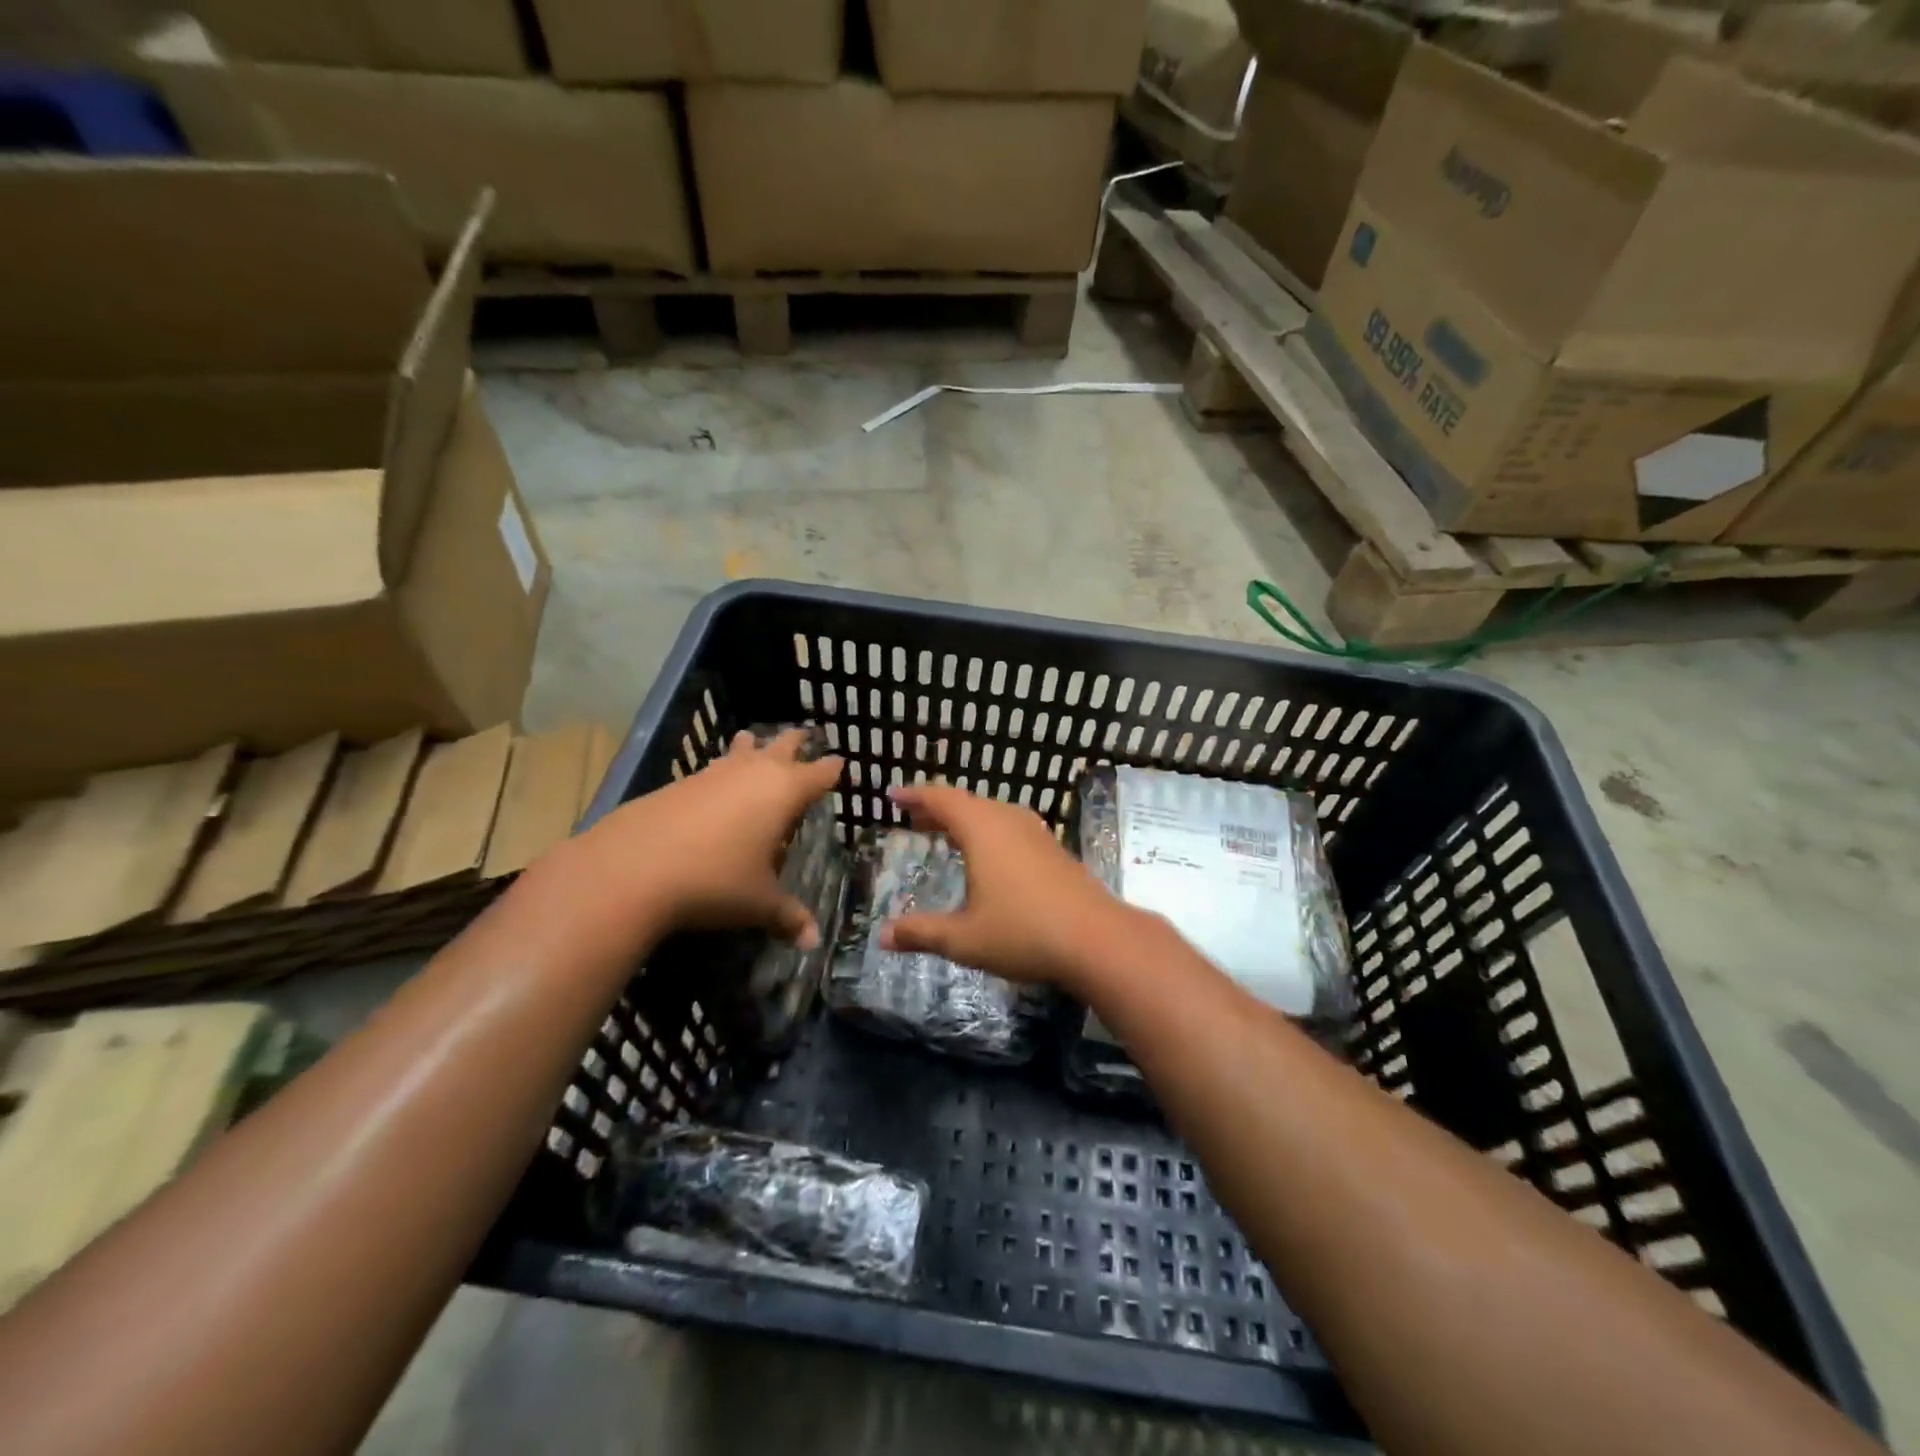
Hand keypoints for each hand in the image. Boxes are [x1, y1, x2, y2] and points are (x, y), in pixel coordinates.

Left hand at [579, 728, 842, 944]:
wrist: (632, 869)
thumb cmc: (715, 880)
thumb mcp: (758, 903)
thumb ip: (789, 917)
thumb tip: (814, 942)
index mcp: (783, 792)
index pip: (818, 774)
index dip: (831, 770)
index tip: (840, 763)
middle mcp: (752, 773)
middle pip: (781, 746)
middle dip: (794, 742)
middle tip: (803, 735)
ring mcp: (712, 774)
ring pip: (740, 750)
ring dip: (751, 747)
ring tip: (753, 742)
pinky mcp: (678, 783)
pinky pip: (711, 769)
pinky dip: (720, 770)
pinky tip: (713, 784)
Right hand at [878, 783, 1129, 986]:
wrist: (1097, 939)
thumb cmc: (1024, 932)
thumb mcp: (964, 938)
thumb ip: (922, 933)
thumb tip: (882, 936)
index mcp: (982, 829)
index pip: (941, 799)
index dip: (914, 795)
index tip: (892, 796)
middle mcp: (1009, 821)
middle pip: (967, 803)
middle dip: (937, 809)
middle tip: (913, 818)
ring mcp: (1036, 833)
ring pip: (992, 814)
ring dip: (964, 820)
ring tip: (944, 834)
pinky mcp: (1054, 850)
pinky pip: (1010, 827)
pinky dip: (987, 832)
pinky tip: (988, 858)